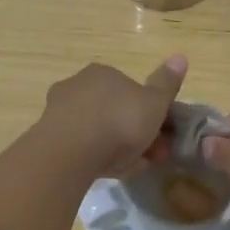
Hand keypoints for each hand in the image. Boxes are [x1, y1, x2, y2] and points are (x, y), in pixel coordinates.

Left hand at [40, 56, 187, 177]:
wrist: (69, 153)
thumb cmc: (119, 122)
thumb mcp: (154, 103)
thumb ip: (167, 83)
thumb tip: (180, 56)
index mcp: (104, 73)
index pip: (131, 90)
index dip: (150, 113)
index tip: (162, 135)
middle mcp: (79, 85)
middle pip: (114, 111)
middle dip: (135, 133)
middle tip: (151, 157)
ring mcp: (60, 111)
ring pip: (98, 130)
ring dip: (118, 147)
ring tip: (133, 169)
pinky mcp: (48, 137)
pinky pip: (82, 146)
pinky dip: (97, 157)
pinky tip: (110, 173)